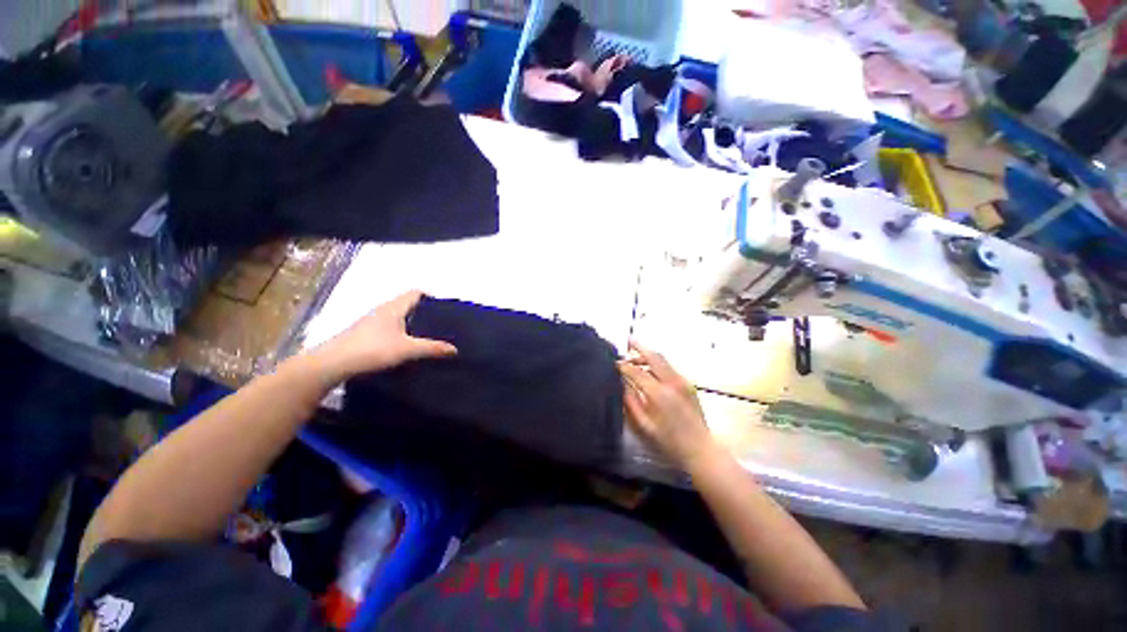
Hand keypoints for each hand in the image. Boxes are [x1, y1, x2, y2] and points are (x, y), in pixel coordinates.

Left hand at [308, 291, 456, 381]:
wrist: (333, 364)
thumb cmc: (372, 349)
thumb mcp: (407, 349)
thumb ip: (432, 348)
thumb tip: (455, 349)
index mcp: (394, 307)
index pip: (415, 293)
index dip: (431, 296)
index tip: (445, 309)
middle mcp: (382, 310)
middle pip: (408, 304)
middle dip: (425, 312)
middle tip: (441, 324)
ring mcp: (371, 322)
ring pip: (398, 317)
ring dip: (412, 323)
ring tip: (428, 336)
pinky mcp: (364, 335)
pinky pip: (389, 328)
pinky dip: (401, 333)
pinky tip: (407, 347)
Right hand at [619, 341, 715, 468]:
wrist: (701, 449)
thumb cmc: (669, 442)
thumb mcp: (644, 425)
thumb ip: (630, 401)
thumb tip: (622, 383)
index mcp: (659, 394)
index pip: (637, 372)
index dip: (624, 365)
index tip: (614, 362)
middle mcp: (672, 382)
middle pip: (654, 357)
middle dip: (639, 347)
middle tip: (628, 341)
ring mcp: (683, 381)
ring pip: (663, 359)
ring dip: (648, 355)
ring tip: (635, 358)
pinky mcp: (689, 384)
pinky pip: (669, 367)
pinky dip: (657, 363)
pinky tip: (650, 370)